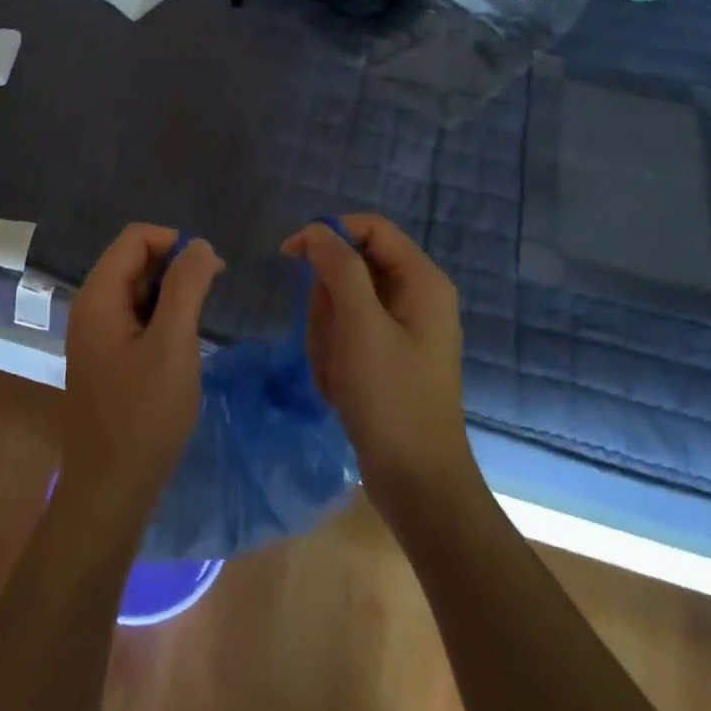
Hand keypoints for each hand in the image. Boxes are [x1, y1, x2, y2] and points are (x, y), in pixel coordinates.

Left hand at [61, 224, 223, 518]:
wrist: (112, 486)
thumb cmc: (145, 414)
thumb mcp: (173, 344)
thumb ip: (186, 287)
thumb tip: (198, 243)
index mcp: (98, 296)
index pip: (135, 238)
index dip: (174, 243)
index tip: (209, 272)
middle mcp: (90, 307)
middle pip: (134, 261)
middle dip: (174, 268)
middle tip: (210, 298)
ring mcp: (95, 335)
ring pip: (136, 291)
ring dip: (170, 295)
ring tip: (198, 324)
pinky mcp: (105, 358)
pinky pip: (134, 319)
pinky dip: (160, 319)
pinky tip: (180, 345)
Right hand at [281, 215, 469, 517]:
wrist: (416, 481)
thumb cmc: (391, 397)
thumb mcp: (360, 326)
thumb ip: (338, 268)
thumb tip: (316, 231)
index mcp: (421, 281)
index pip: (370, 228)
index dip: (328, 234)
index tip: (289, 256)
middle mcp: (415, 297)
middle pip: (350, 268)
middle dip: (327, 302)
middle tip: (331, 339)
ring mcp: (400, 330)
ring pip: (341, 304)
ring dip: (326, 334)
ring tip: (336, 371)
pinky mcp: (386, 357)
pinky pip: (345, 336)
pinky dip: (333, 356)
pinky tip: (339, 387)